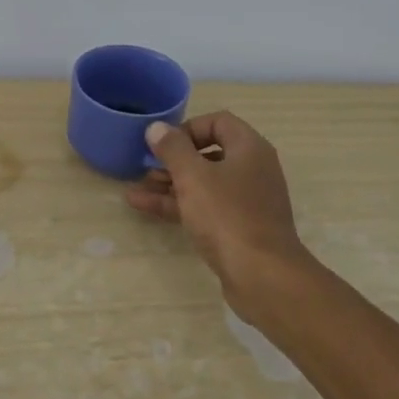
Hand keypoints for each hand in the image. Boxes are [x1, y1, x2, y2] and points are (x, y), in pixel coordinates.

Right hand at [127, 111, 314, 313]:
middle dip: (173, 160)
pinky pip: (205, 207)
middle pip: (208, 153)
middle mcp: (252, 169)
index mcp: (249, 148)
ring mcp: (246, 200)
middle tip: (145, 167)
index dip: (188, 128)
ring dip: (170, 184)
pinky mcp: (238, 227)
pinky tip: (144, 207)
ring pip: (203, 183)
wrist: (263, 276)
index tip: (163, 144)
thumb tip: (157, 127)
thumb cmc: (227, 216)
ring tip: (136, 189)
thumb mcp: (193, 177)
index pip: (218, 122)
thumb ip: (173, 148)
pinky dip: (178, 205)